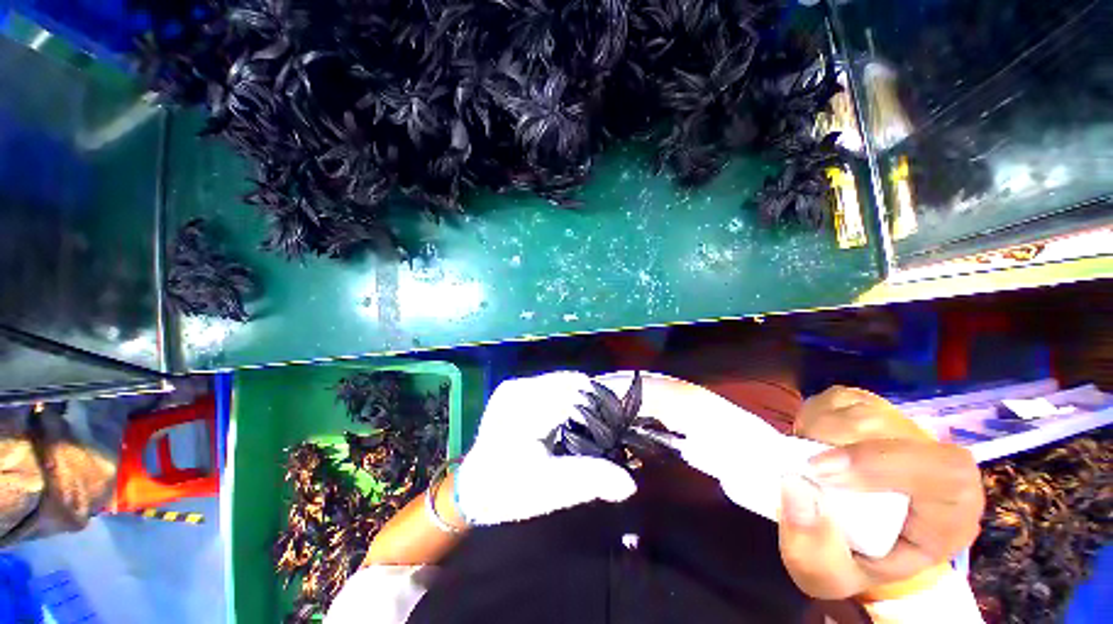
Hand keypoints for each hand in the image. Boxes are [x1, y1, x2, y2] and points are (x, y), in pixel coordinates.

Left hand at [454, 372, 636, 525]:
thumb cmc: (509, 490)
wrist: (472, 488)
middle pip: (569, 381)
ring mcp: (514, 386)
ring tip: (589, 421)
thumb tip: (629, 484)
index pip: (575, 389)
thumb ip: (590, 479)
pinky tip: (569, 417)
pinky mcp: (513, 389)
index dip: (600, 402)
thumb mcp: (551, 488)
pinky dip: (564, 397)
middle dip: (590, 400)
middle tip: (604, 425)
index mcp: (525, 405)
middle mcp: (519, 388)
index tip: (615, 423)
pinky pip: (549, 385)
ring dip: (578, 397)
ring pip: (560, 381)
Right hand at [779, 387, 984, 599]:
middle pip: (883, 427)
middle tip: (800, 466)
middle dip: (828, 442)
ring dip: (815, 431)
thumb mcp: (831, 577)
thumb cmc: (855, 558)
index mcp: (951, 509)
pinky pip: (836, 400)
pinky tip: (814, 444)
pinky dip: (812, 418)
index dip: (877, 463)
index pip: (940, 470)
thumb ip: (814, 552)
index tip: (818, 471)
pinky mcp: (875, 408)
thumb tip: (794, 489)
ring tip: (808, 460)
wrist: (862, 533)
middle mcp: (937, 458)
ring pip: (855, 408)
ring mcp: (906, 427)